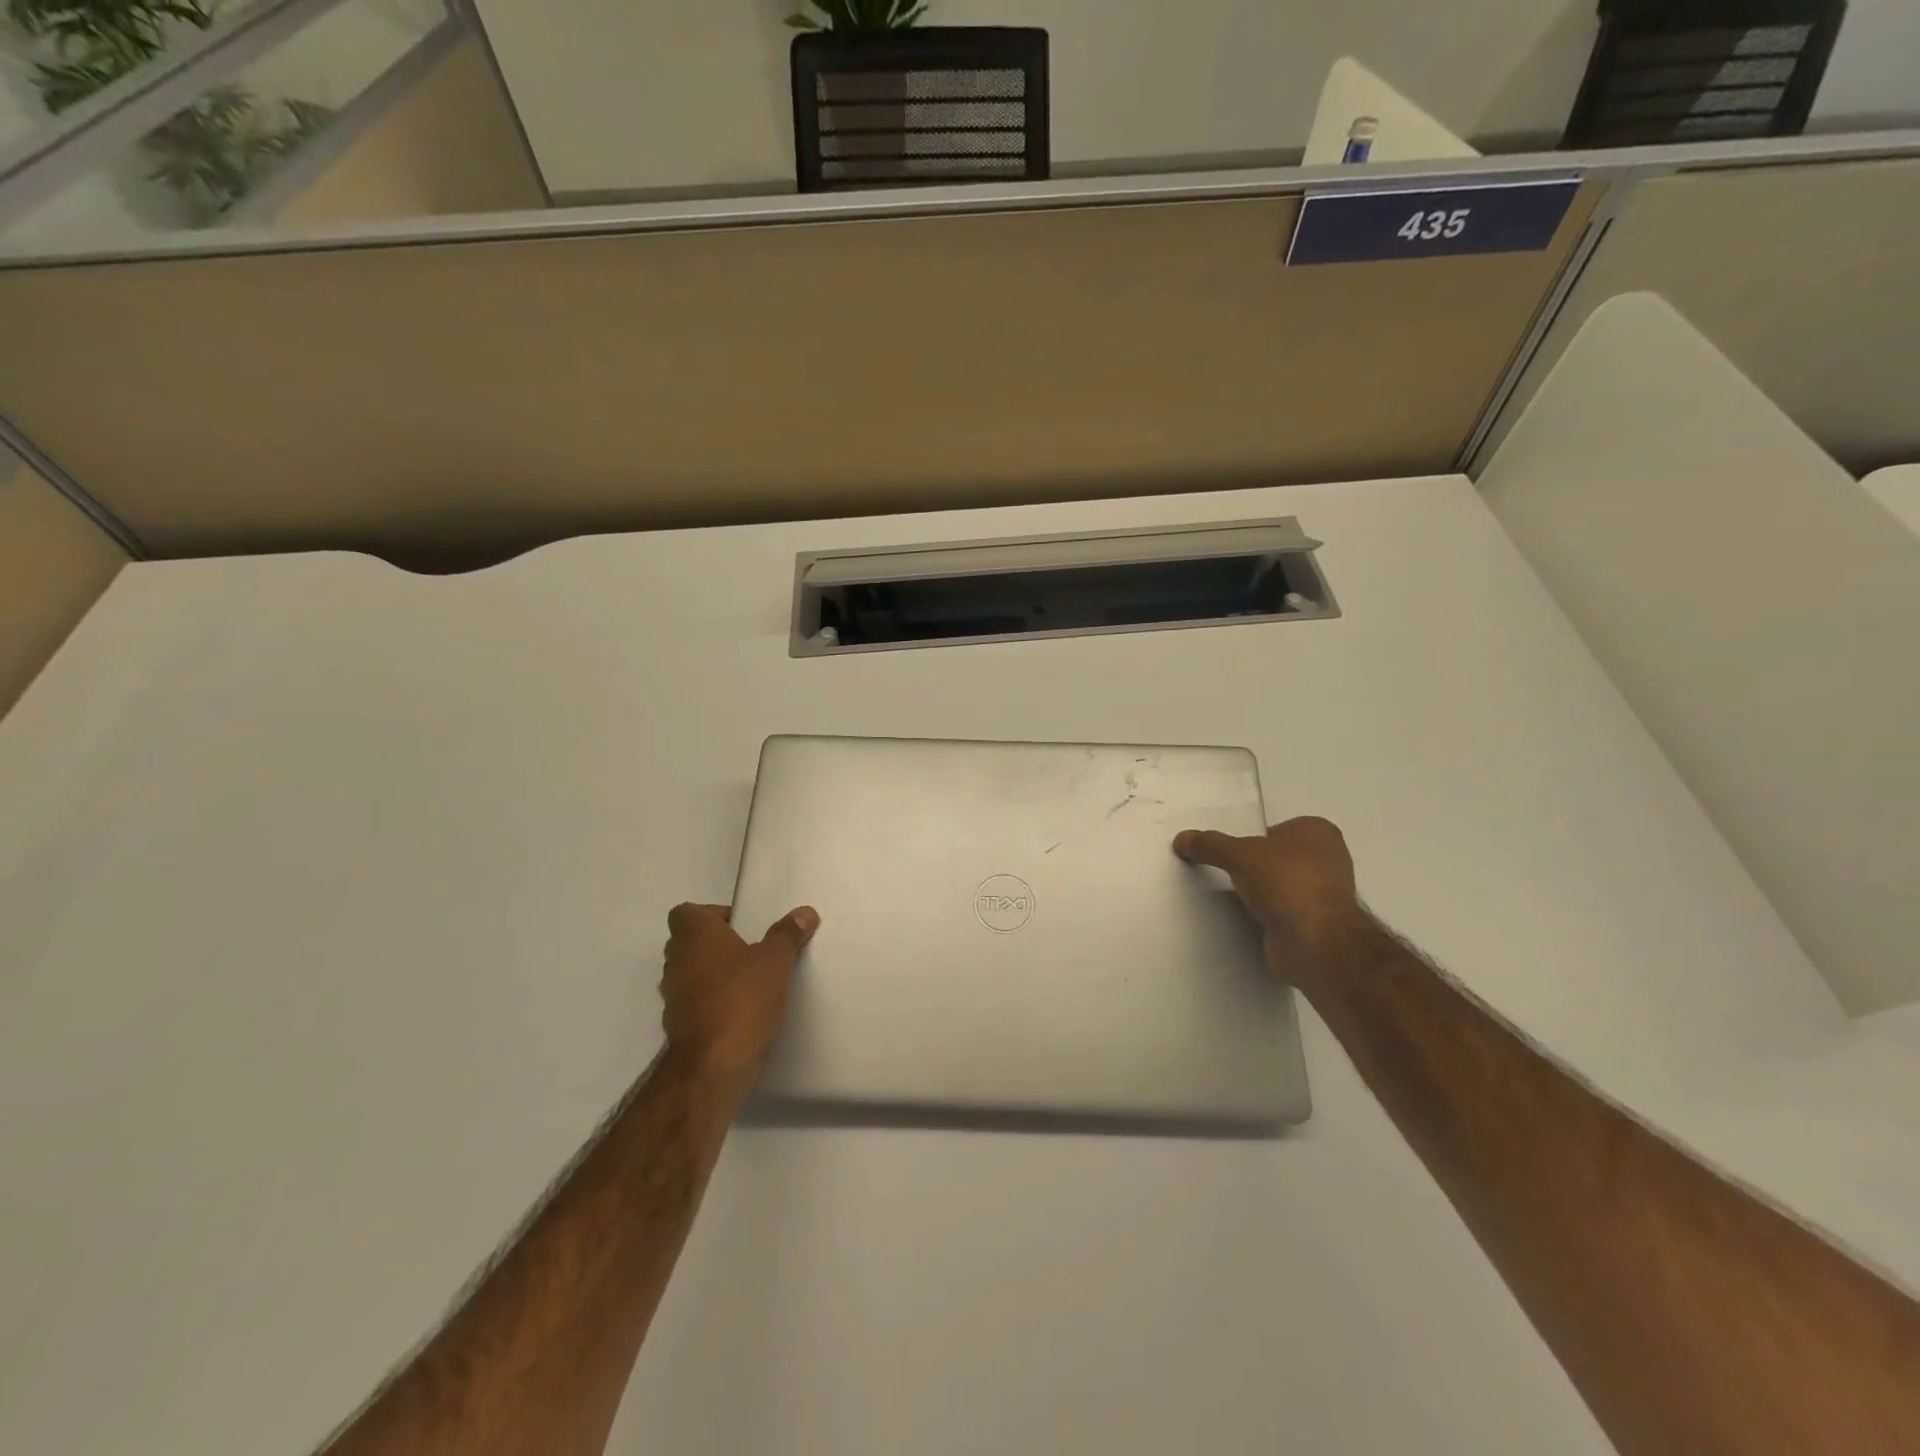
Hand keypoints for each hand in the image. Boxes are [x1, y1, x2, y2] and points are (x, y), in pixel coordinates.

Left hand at [660, 902, 818, 1081]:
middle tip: (750, 950)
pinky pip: (695, 1003)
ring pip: (690, 973)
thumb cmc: (742, 999)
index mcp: (694, 936)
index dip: (710, 914)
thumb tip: (804, 912)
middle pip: (687, 942)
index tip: (740, 926)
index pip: (685, 912)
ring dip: (713, 974)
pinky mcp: (678, 1026)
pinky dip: (712, 1003)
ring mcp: (673, 996)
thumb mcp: (776, 961)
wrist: (713, 1065)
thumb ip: (788, 934)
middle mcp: (676, 961)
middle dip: (715, 944)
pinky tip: (741, 1011)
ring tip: (749, 981)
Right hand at [1172, 816, 1359, 986]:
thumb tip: (1181, 839)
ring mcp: (1326, 895)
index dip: (1251, 840)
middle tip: (1224, 872)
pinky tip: (1245, 919)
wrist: (1314, 941)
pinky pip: (1283, 913)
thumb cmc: (1285, 881)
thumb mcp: (1238, 854)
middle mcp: (1328, 860)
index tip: (1228, 853)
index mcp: (1318, 832)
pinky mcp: (1318, 925)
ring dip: (1261, 894)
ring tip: (1229, 897)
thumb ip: (1209, 844)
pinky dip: (1266, 916)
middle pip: (1277, 858)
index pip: (1276, 829)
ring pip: (1281, 887)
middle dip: (1254, 867)